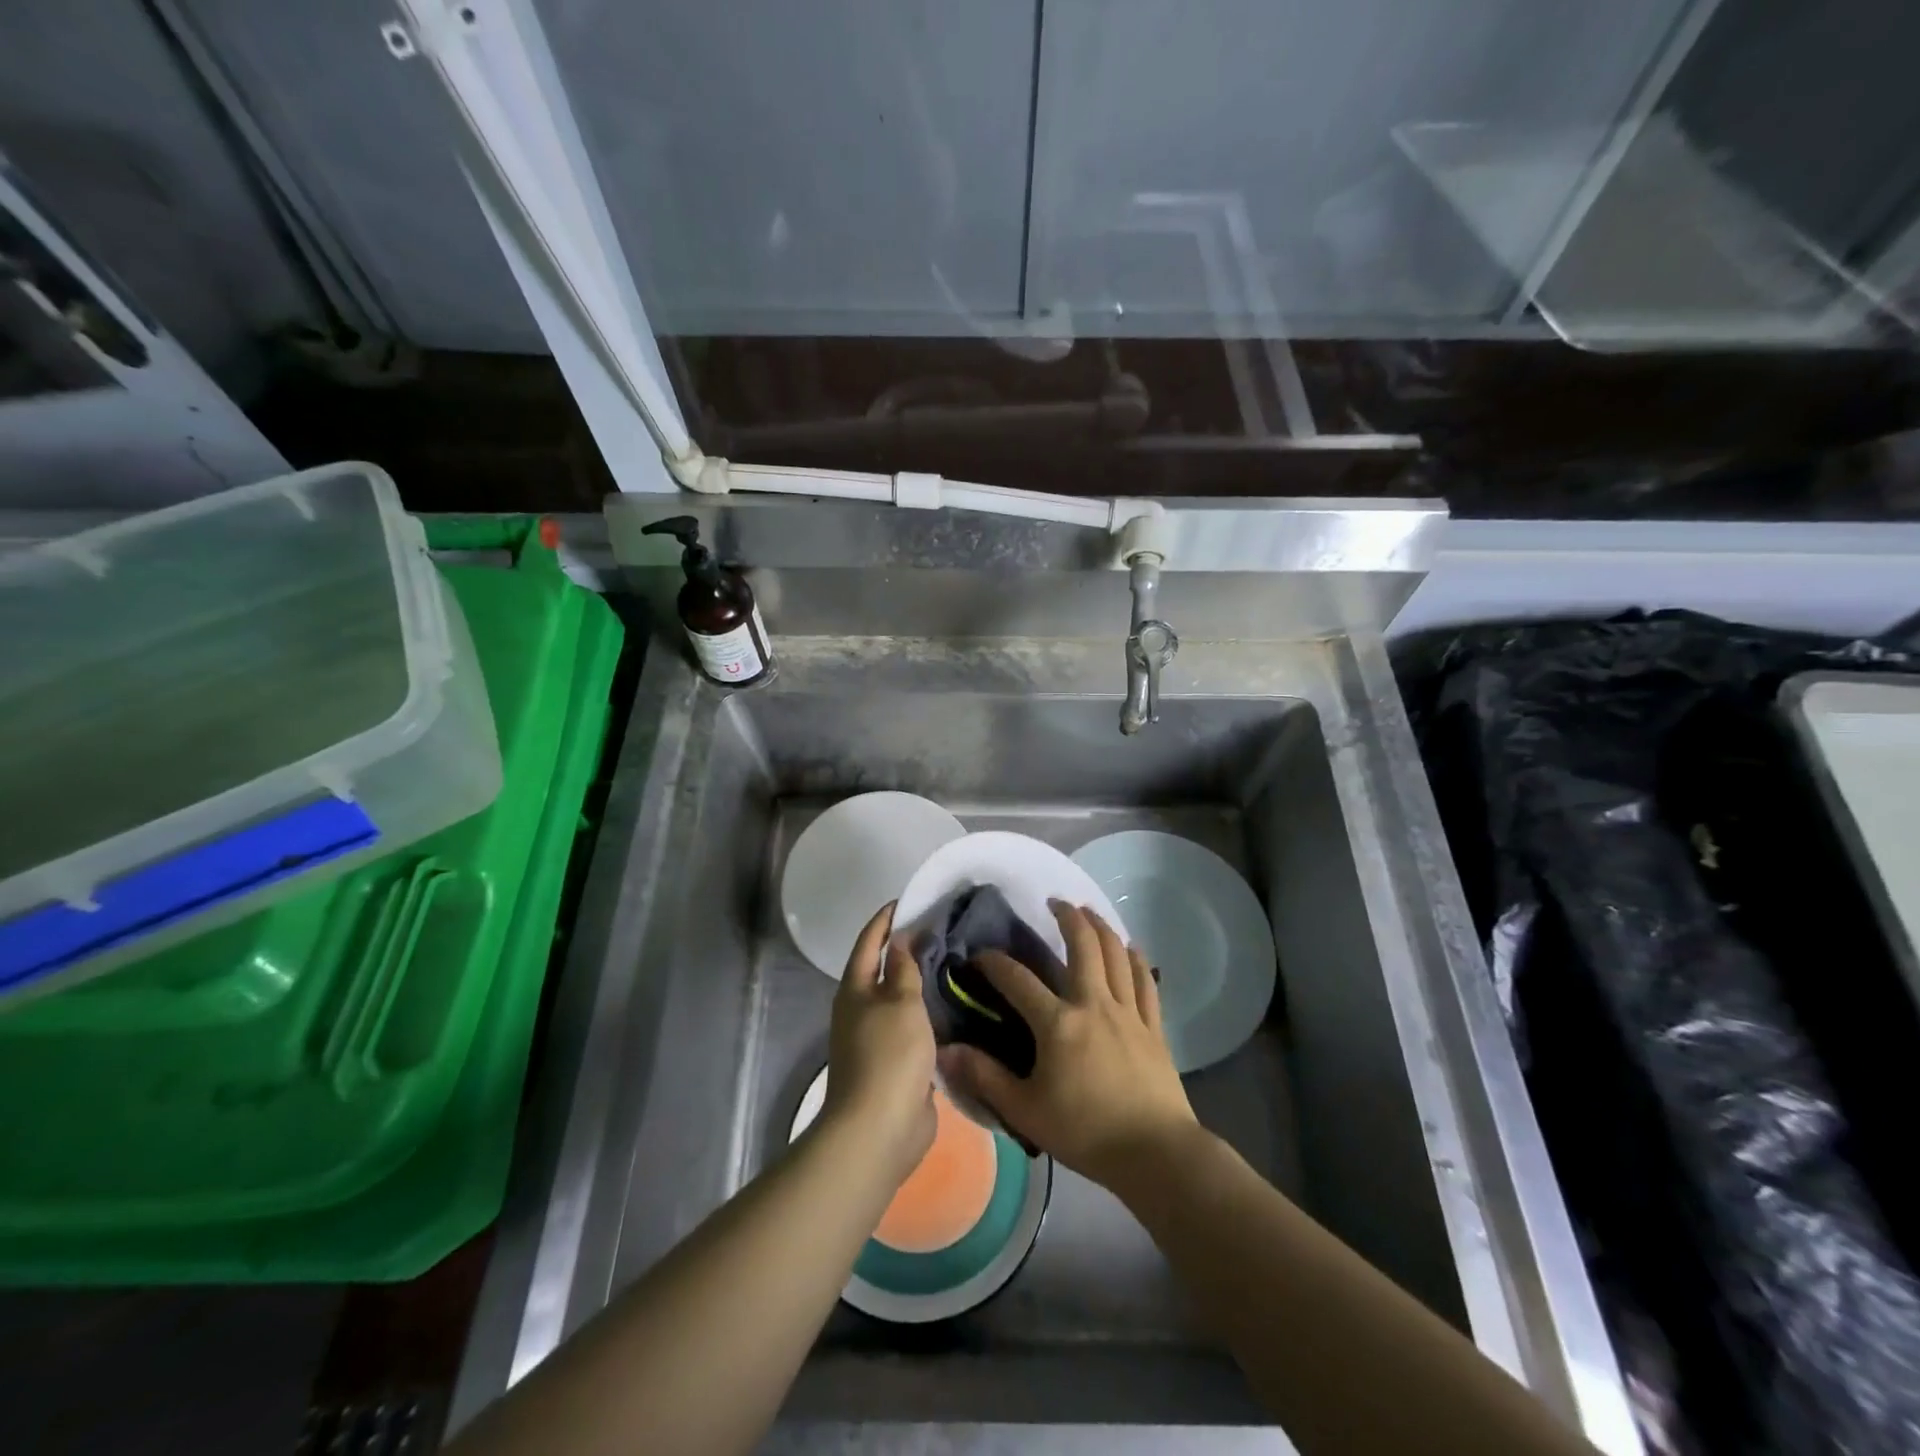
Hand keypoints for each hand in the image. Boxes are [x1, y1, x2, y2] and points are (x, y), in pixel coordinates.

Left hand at [822, 902, 936, 1186]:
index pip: (870, 942)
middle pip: (884, 970)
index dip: (886, 920)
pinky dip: (930, 1014)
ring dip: (922, 983)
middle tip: (942, 931)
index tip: (909, 901)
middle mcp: (862, 1010)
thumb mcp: (901, 1002)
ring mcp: (877, 1039)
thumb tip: (901, 938)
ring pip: (901, 1000)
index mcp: (856, 990)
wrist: (880, 1128)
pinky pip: (914, 1028)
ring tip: (955, 964)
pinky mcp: (896, 1063)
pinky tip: (955, 1007)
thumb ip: (904, 968)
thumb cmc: (888, 1055)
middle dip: (908, 950)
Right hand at [938, 901, 1197, 1190]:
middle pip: (1083, 946)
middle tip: (1055, 902)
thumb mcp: (1026, 1111)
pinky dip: (1137, 960)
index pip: (1018, 980)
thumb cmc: (1085, 1132)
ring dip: (1101, 927)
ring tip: (1089, 912)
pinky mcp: (1153, 1026)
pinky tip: (1132, 948)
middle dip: (1067, 918)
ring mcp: (1128, 1012)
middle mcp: (1094, 1004)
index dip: (995, 963)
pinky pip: (1145, 982)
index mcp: (1058, 1023)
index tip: (980, 955)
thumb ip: (985, 1077)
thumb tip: (946, 1051)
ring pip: (1116, 954)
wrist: (1155, 1154)